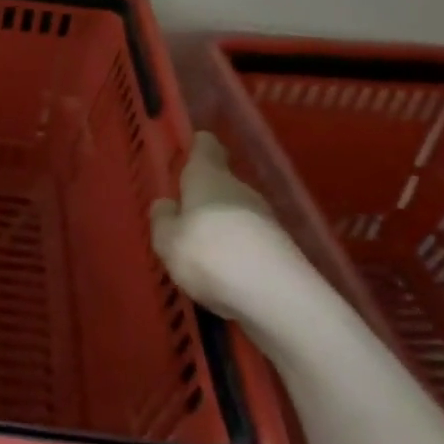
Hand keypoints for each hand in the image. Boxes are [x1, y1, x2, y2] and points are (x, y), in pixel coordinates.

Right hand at [150, 132, 336, 354]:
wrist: (275, 296)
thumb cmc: (209, 254)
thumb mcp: (167, 240)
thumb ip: (163, 220)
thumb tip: (167, 204)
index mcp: (208, 178)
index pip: (206, 147)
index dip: (198, 147)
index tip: (191, 149)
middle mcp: (239, 190)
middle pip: (221, 183)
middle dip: (203, 196)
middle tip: (183, 215)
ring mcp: (265, 220)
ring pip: (235, 214)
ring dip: (220, 227)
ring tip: (199, 252)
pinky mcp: (280, 251)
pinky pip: (248, 243)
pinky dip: (235, 253)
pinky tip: (222, 275)